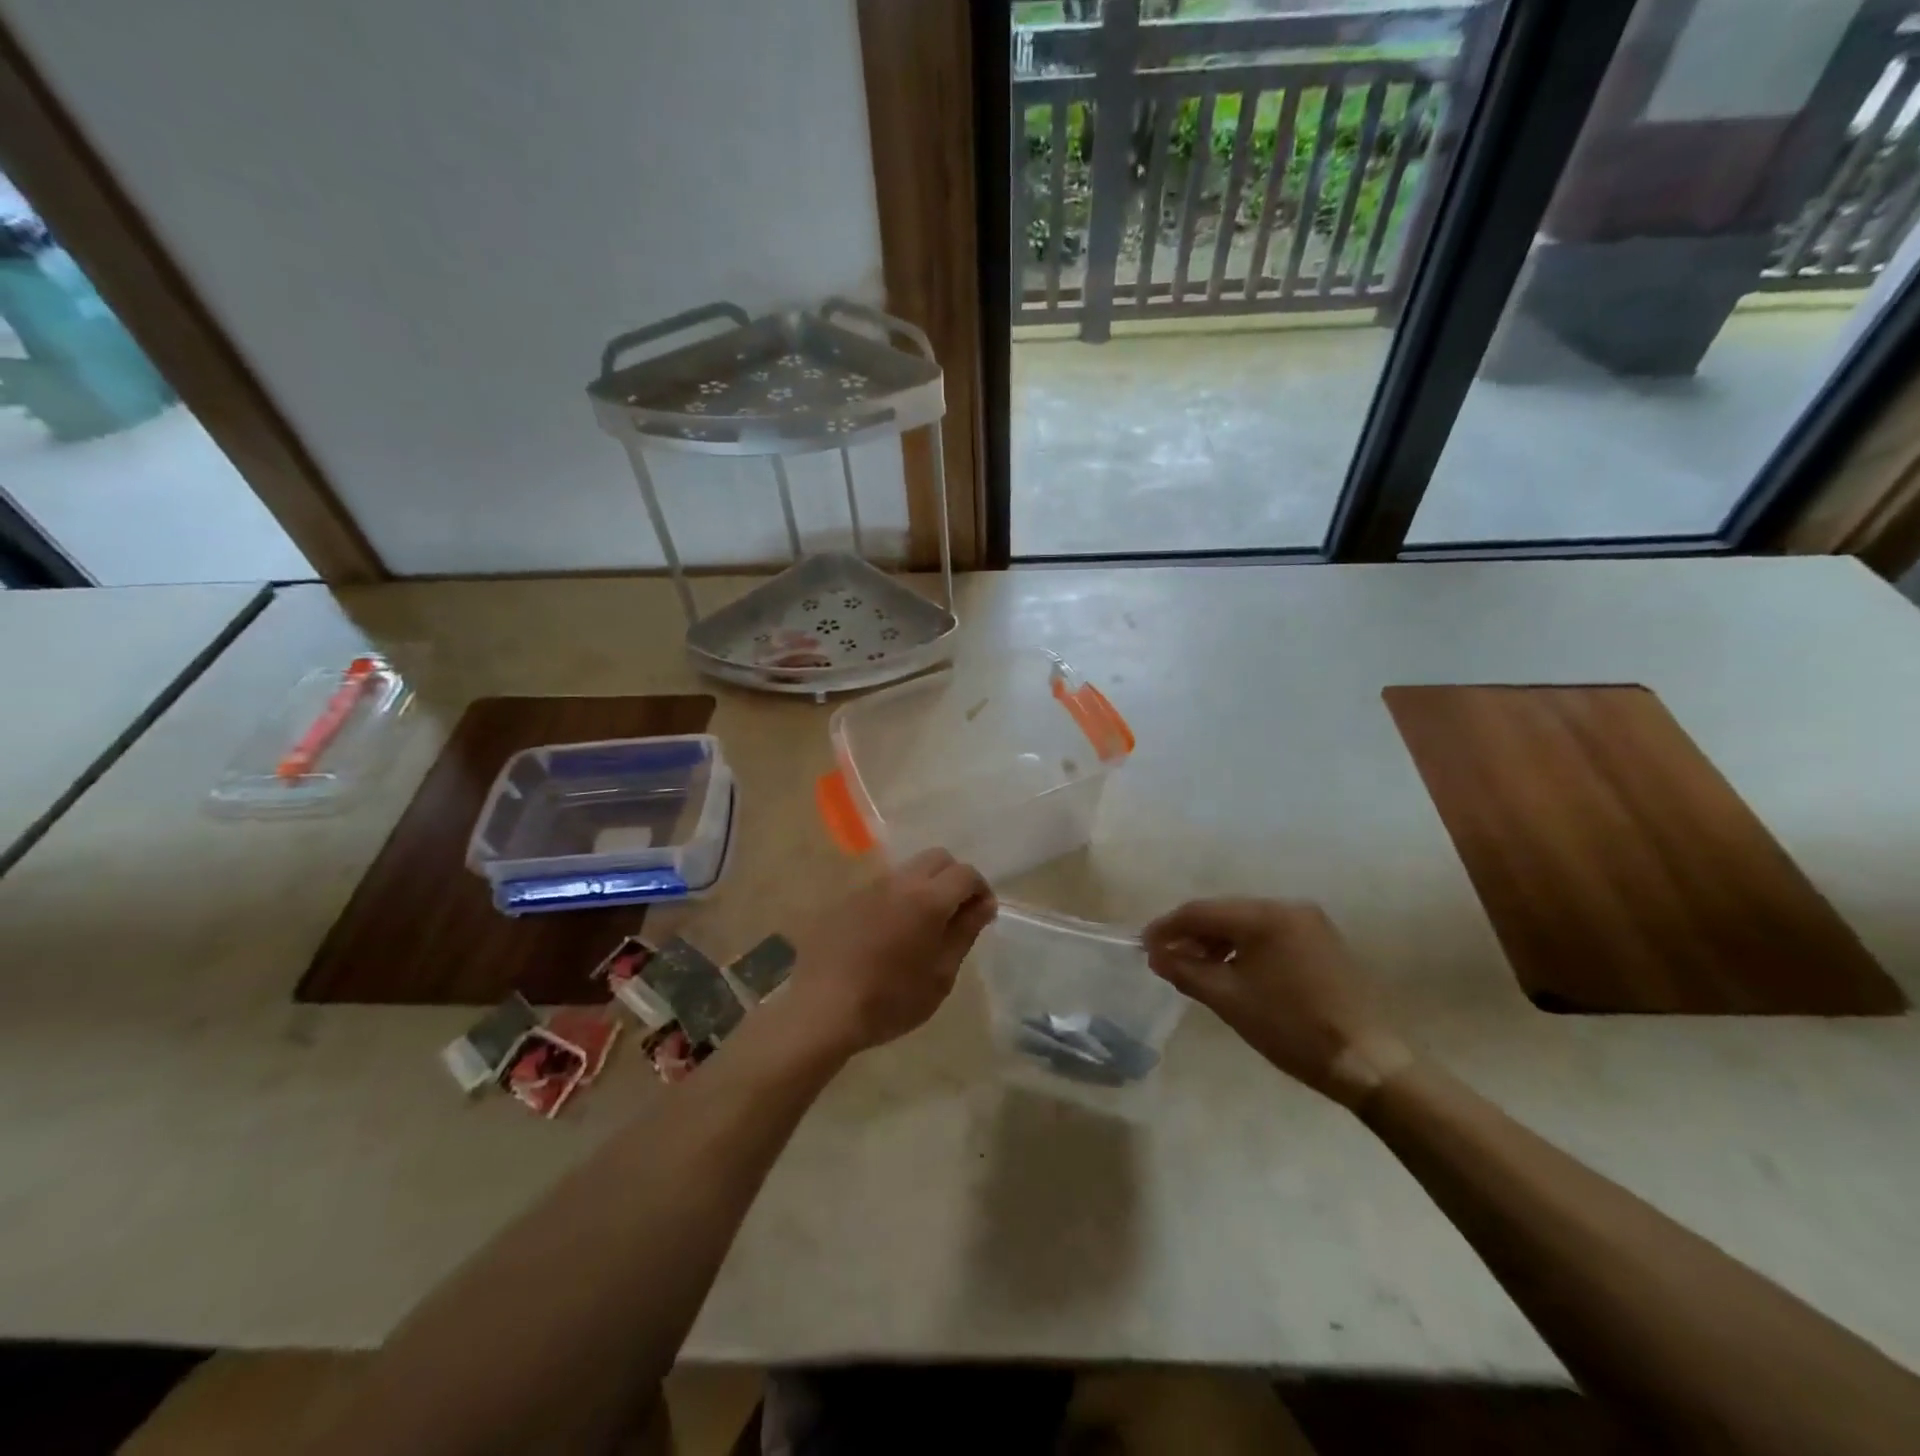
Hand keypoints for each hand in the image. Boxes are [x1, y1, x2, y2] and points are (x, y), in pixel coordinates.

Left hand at [784, 849, 995, 1059]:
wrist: (823, 1009)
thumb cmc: (891, 999)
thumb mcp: (940, 975)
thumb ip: (964, 932)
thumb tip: (983, 904)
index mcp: (928, 899)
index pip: (966, 873)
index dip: (981, 890)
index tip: (982, 916)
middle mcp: (899, 882)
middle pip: (937, 858)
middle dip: (954, 878)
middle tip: (956, 914)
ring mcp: (869, 887)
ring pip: (908, 870)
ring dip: (925, 886)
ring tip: (923, 925)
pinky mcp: (847, 899)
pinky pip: (883, 887)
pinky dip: (898, 898)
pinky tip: (890, 932)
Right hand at [1142, 898, 1411, 1107]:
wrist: (1367, 1061)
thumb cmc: (1291, 1027)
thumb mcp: (1229, 1000)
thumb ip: (1187, 971)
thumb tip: (1156, 956)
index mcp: (1265, 915)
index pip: (1201, 911)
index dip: (1167, 928)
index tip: (1143, 947)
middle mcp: (1287, 907)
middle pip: (1224, 912)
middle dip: (1191, 934)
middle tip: (1165, 958)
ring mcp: (1309, 923)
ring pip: (1246, 923)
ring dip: (1217, 941)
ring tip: (1194, 967)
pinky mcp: (1321, 941)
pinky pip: (1269, 934)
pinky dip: (1243, 947)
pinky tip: (1231, 969)